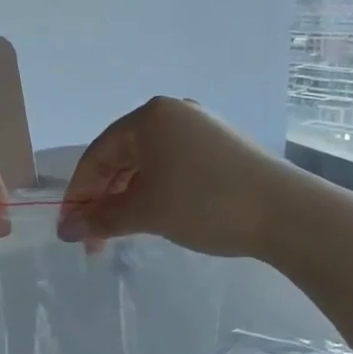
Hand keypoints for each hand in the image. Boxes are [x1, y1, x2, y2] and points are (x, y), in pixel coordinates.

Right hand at [58, 97, 290, 258]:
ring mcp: (202, 128)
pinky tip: (156, 216)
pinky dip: (156, 191)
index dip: (79, 194)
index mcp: (149, 117)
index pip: (98, 155)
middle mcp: (173, 113)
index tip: (69, 230)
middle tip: (94, 239)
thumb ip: (100, 219)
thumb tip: (66, 230)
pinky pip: (174, 166)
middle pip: (122, 157)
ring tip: (122, 232)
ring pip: (149, 163)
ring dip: (129, 198)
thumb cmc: (205, 204)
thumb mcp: (145, 212)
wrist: (286, 212)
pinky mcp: (223, 147)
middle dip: (104, 199)